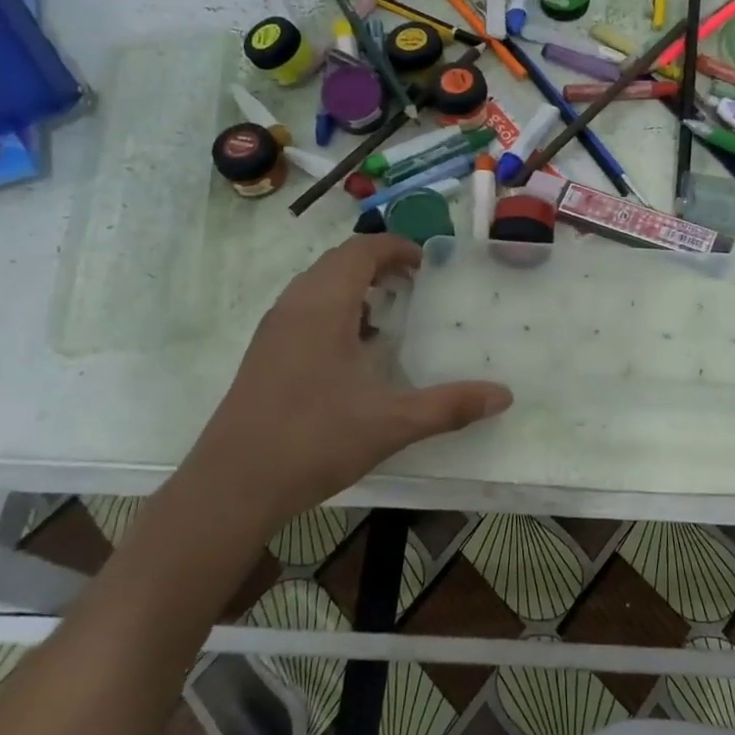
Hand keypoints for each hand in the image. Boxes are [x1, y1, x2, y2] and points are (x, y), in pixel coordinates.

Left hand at [192, 236, 512, 522]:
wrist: (231, 487)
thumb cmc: (312, 442)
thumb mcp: (390, 424)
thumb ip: (449, 406)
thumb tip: (504, 395)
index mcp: (322, 307)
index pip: (361, 251)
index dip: (396, 248)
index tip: (427, 263)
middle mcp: (294, 306)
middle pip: (338, 261)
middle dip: (378, 263)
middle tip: (415, 285)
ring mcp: (273, 330)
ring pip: (317, 285)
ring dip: (354, 285)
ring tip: (388, 314)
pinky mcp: (263, 353)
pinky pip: (303, 309)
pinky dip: (334, 309)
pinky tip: (353, 351)